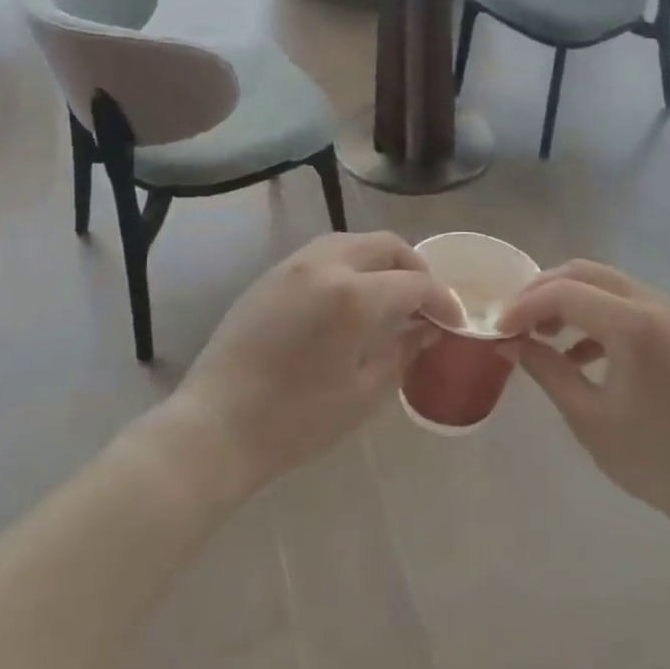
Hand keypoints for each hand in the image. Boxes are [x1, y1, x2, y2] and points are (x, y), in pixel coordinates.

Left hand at [170, 232, 460, 498]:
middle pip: (385, 245)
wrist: (216, 426)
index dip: (442, 301)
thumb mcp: (362, 393)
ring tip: (390, 296)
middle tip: (425, 303)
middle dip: (414, 269)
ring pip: (352, 242)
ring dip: (380, 260)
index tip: (453, 323)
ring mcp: (293, 265)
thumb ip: (402, 351)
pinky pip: (322, 253)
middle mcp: (325, 265)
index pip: (414, 284)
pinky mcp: (270, 274)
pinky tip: (350, 297)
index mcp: (353, 296)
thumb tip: (428, 330)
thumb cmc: (296, 420)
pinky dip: (349, 263)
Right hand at [498, 260, 669, 537]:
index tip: (498, 329)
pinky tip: (579, 354)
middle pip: (585, 273)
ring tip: (542, 337)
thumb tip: (511, 342)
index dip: (524, 306)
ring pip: (606, 284)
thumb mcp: (588, 417)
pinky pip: (627, 304)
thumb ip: (546, 369)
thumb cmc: (656, 458)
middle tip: (515, 322)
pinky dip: (596, 316)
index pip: (563, 292)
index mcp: (634, 324)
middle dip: (543, 292)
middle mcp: (655, 303)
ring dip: (569, 301)